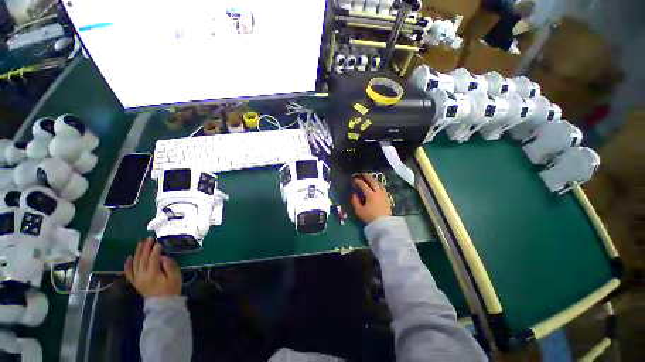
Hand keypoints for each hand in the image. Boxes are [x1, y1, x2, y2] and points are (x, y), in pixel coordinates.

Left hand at [125, 237, 181, 298]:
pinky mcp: (135, 282)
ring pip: (135, 263)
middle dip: (146, 247)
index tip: (160, 241)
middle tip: (150, 238)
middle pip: (142, 258)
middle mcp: (142, 275)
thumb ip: (170, 265)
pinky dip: (128, 265)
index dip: (156, 248)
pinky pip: (129, 273)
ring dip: (137, 252)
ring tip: (140, 243)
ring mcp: (137, 279)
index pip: (153, 257)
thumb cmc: (172, 289)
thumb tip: (163, 256)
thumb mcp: (175, 277)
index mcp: (153, 274)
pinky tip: (129, 257)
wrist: (163, 305)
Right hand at [350, 174, 391, 223]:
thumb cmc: (370, 218)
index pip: (364, 185)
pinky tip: (377, 186)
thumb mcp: (360, 211)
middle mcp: (378, 193)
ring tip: (370, 179)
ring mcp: (384, 195)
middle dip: (367, 177)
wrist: (384, 224)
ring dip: (374, 180)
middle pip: (373, 182)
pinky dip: (379, 185)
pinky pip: (383, 188)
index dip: (359, 181)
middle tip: (363, 175)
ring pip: (379, 184)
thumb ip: (355, 202)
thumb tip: (353, 194)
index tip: (355, 179)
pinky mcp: (387, 198)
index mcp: (370, 195)